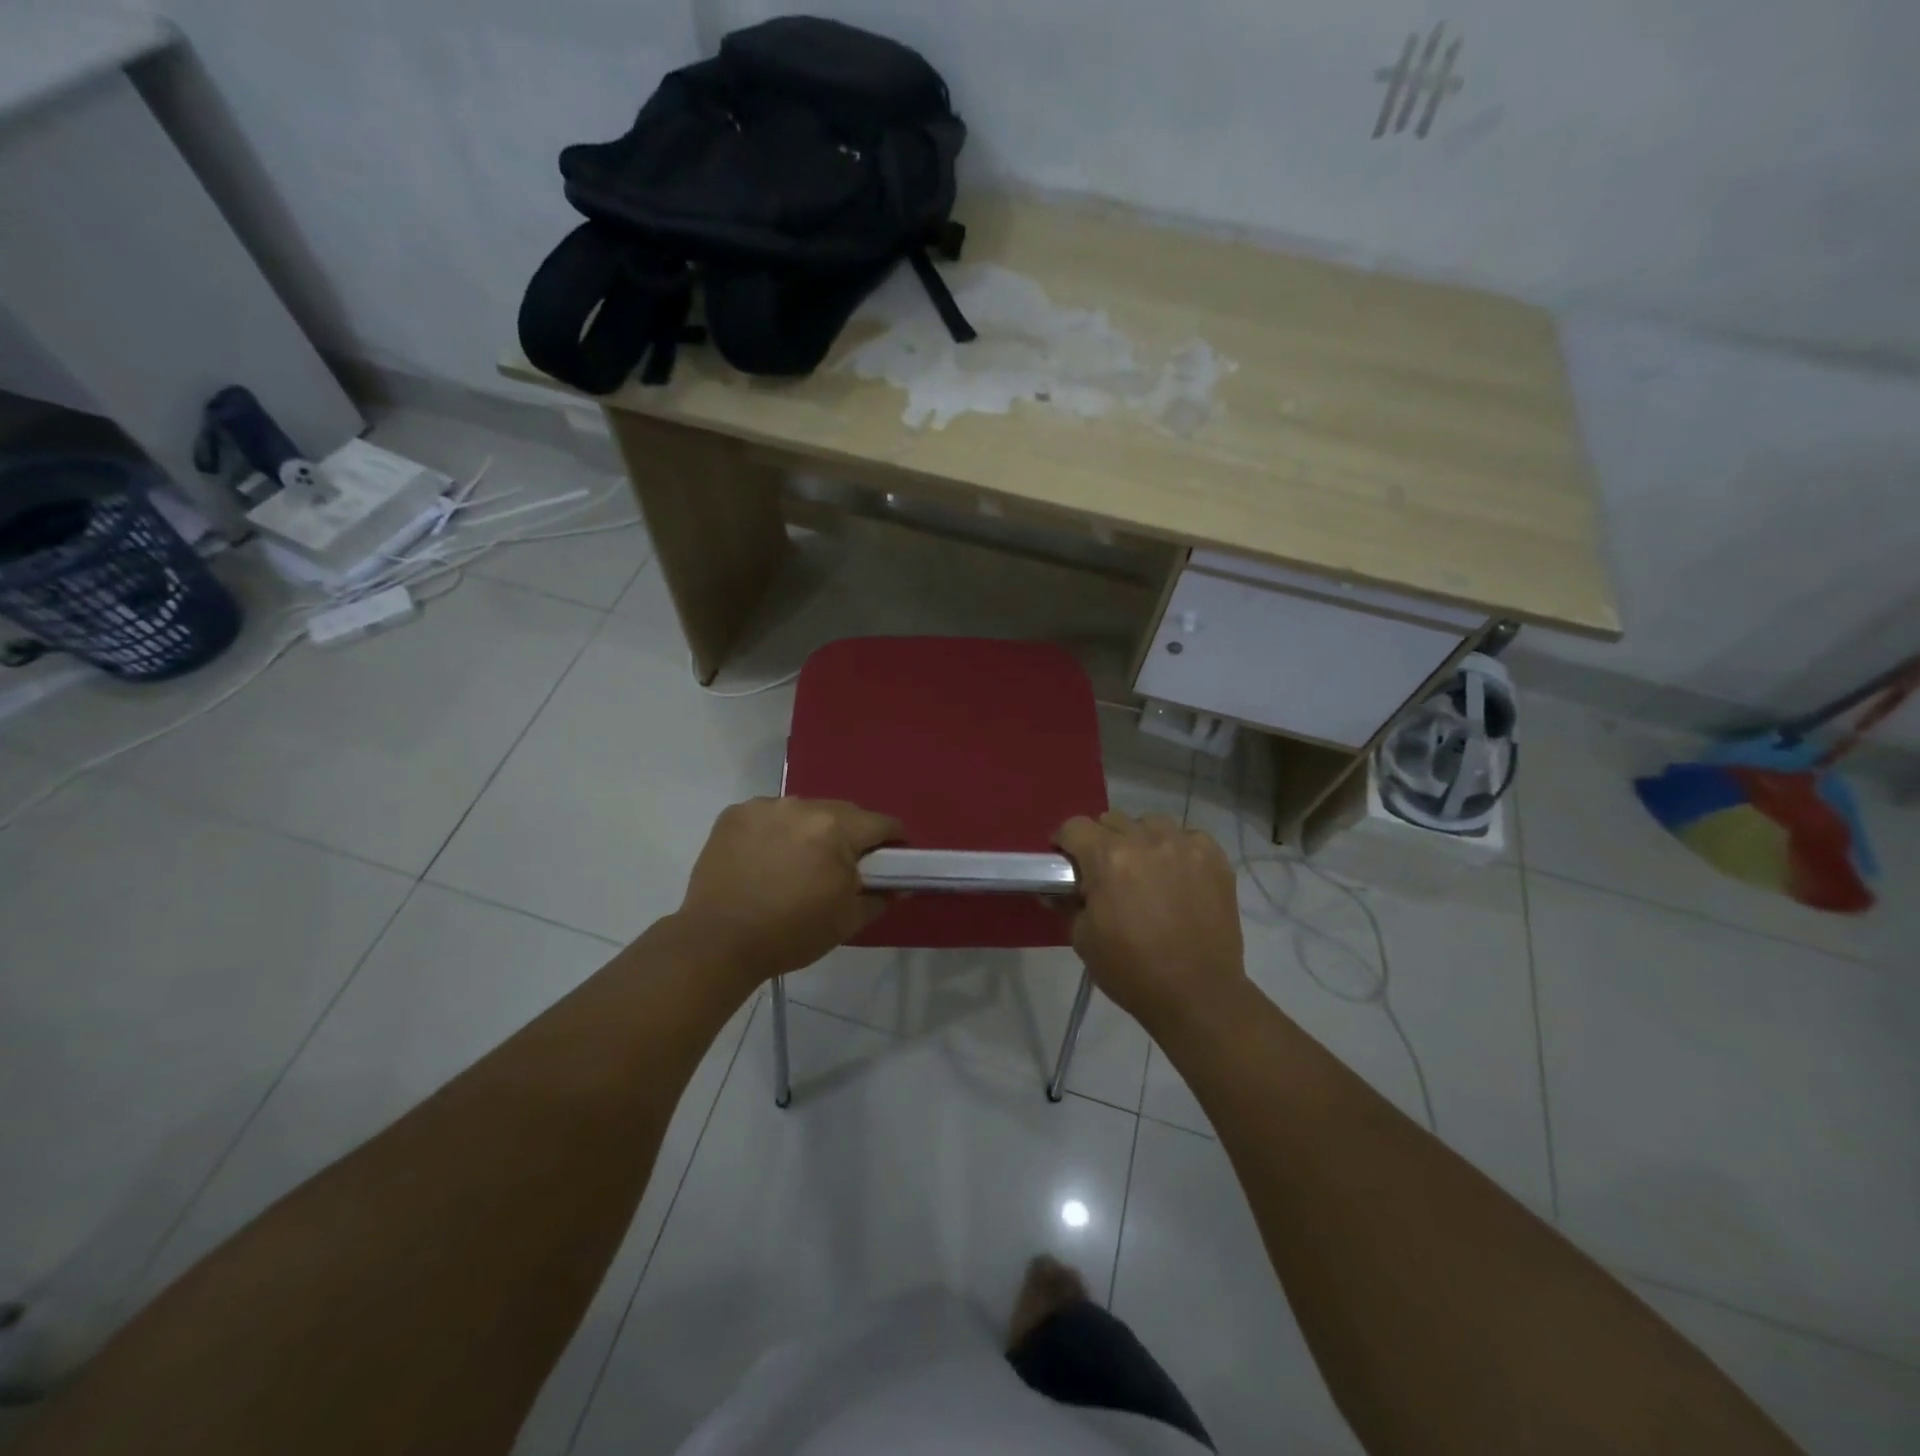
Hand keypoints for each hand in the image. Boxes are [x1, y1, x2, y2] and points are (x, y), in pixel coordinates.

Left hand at [674, 797, 901, 985]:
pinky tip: (767, 858)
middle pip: (843, 812)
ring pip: (805, 811)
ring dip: (812, 830)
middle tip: (844, 867)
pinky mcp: (735, 813)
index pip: (882, 823)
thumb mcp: (847, 921)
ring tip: (799, 863)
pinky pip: (771, 815)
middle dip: (851, 836)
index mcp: (836, 828)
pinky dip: (777, 831)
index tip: (891, 860)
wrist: (717, 942)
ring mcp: (765, 806)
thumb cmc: (791, 934)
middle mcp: (803, 806)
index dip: (893, 841)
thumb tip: (898, 885)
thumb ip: (880, 896)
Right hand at [1054, 812, 1246, 1033]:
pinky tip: (1176, 876)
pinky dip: (1176, 849)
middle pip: (1112, 820)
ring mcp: (1185, 846)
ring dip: (1139, 840)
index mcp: (1108, 858)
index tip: (1067, 865)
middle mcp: (1146, 840)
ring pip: (1150, 822)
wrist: (1198, 995)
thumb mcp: (1083, 939)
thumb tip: (1058, 890)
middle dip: (1101, 842)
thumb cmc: (1131, 970)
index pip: (1074, 826)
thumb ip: (1068, 903)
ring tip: (1144, 871)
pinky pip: (1187, 836)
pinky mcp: (1214, 858)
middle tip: (1104, 874)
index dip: (1065, 844)